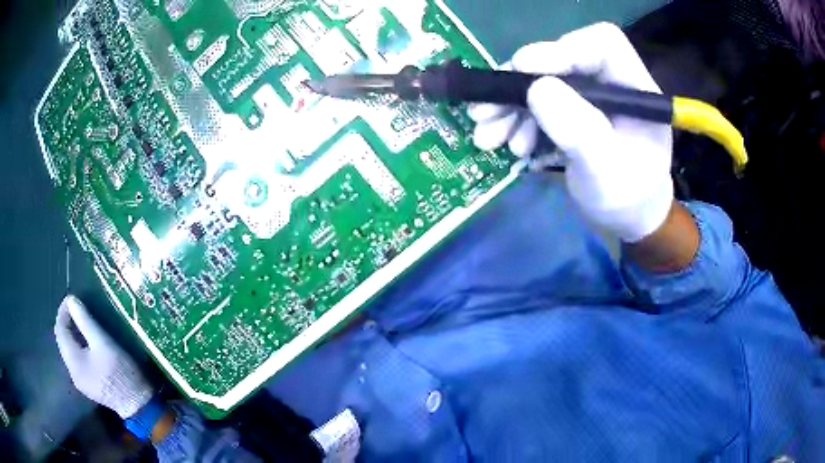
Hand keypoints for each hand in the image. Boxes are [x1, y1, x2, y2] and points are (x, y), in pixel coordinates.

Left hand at [54, 295, 152, 418]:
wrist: (138, 405)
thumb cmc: (120, 372)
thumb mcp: (103, 343)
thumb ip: (85, 321)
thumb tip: (71, 300)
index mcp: (73, 361)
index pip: (60, 329)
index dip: (63, 311)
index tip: (72, 298)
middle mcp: (72, 371)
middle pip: (63, 340)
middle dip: (67, 322)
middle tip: (78, 309)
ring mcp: (80, 381)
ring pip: (70, 350)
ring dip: (73, 334)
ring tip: (83, 323)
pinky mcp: (89, 385)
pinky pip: (77, 360)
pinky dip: (79, 346)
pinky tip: (89, 344)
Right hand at [469, 23, 673, 242]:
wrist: (627, 219)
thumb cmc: (627, 200)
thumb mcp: (607, 173)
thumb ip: (580, 132)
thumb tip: (537, 88)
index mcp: (634, 89)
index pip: (602, 46)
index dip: (562, 49)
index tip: (523, 68)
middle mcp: (611, 83)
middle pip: (562, 61)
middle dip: (521, 84)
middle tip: (486, 111)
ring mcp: (589, 96)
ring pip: (543, 82)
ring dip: (510, 106)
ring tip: (488, 137)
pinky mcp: (572, 109)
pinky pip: (537, 102)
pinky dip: (516, 120)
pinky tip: (504, 142)